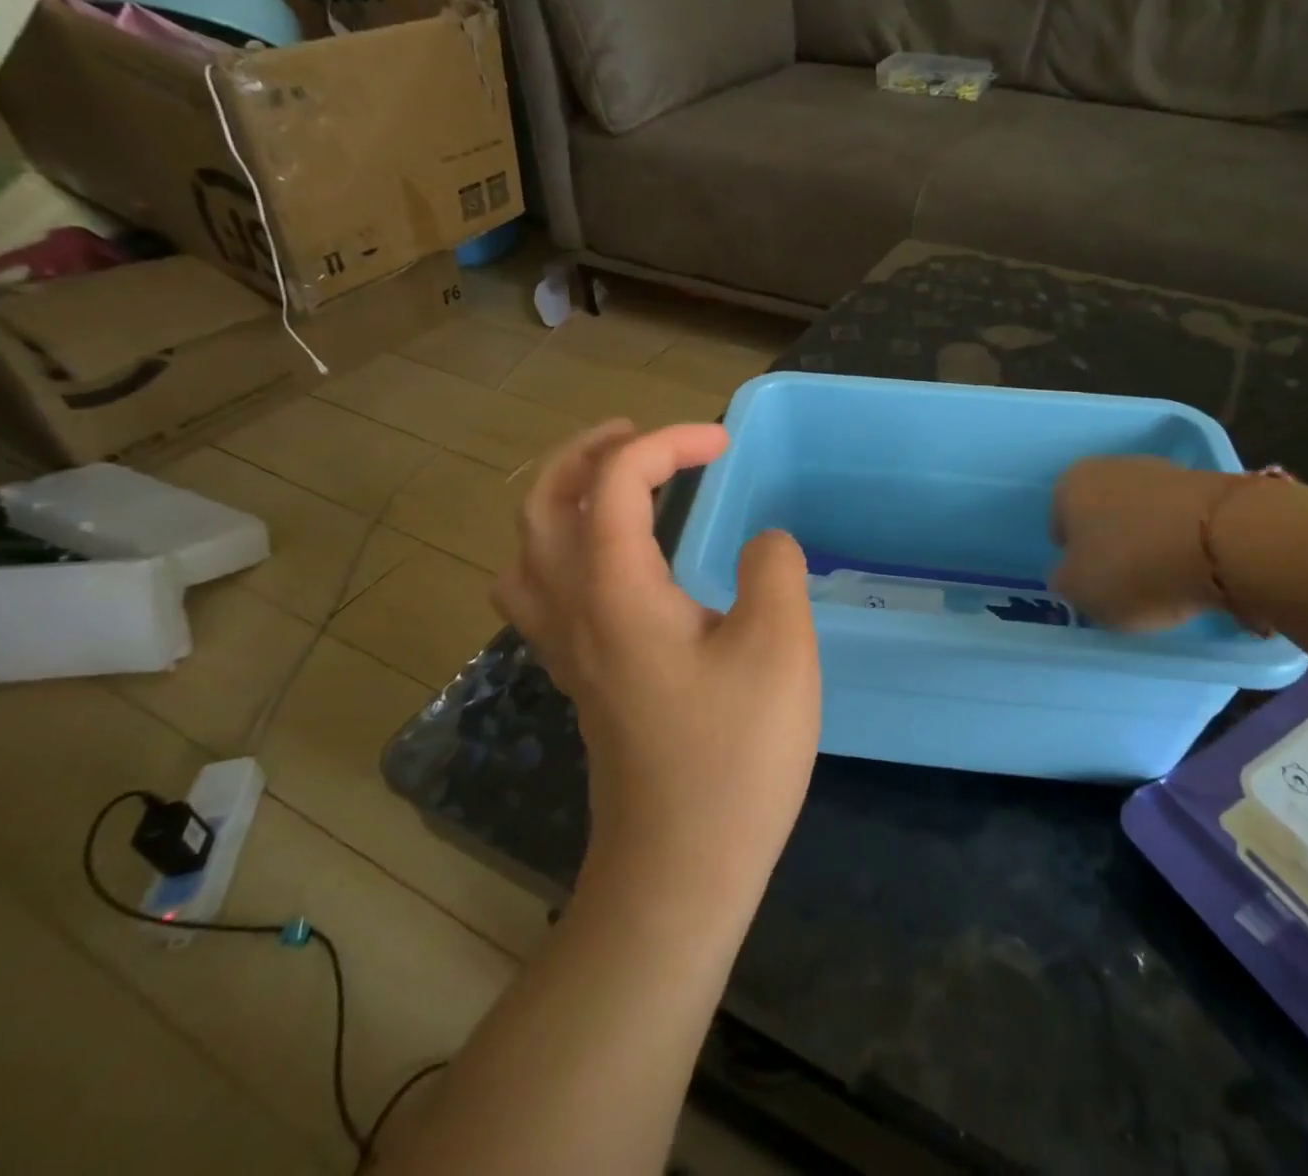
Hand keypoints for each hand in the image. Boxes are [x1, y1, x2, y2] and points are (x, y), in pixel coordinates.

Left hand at [494, 420, 819, 909]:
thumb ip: (774, 571)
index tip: (722, 442)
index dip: (668, 443)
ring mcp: (568, 649)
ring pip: (528, 550)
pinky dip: (559, 552)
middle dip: (587, 453)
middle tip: (638, 435)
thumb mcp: (779, 649)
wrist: (680, 871)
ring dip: (561, 500)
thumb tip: (765, 544)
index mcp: (617, 591)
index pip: (617, 482)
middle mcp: (575, 610)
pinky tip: (605, 565)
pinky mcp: (580, 679)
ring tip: (612, 487)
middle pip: (544, 504)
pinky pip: (540, 593)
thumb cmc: (734, 757)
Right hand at [1050, 456, 1231, 630]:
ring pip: (1143, 513)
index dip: (1071, 554)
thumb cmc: (1132, 565)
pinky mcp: (1207, 483)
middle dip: (1110, 541)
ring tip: (1163, 579)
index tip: (1087, 580)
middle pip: (1102, 512)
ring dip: (1148, 539)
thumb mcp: (1079, 591)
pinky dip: (1182, 541)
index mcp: (1069, 485)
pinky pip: (1181, 519)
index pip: (1059, 522)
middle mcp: (1110, 467)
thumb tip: (1069, 574)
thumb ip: (1065, 581)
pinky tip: (1192, 568)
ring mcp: (1162, 470)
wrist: (1227, 541)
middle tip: (1123, 579)